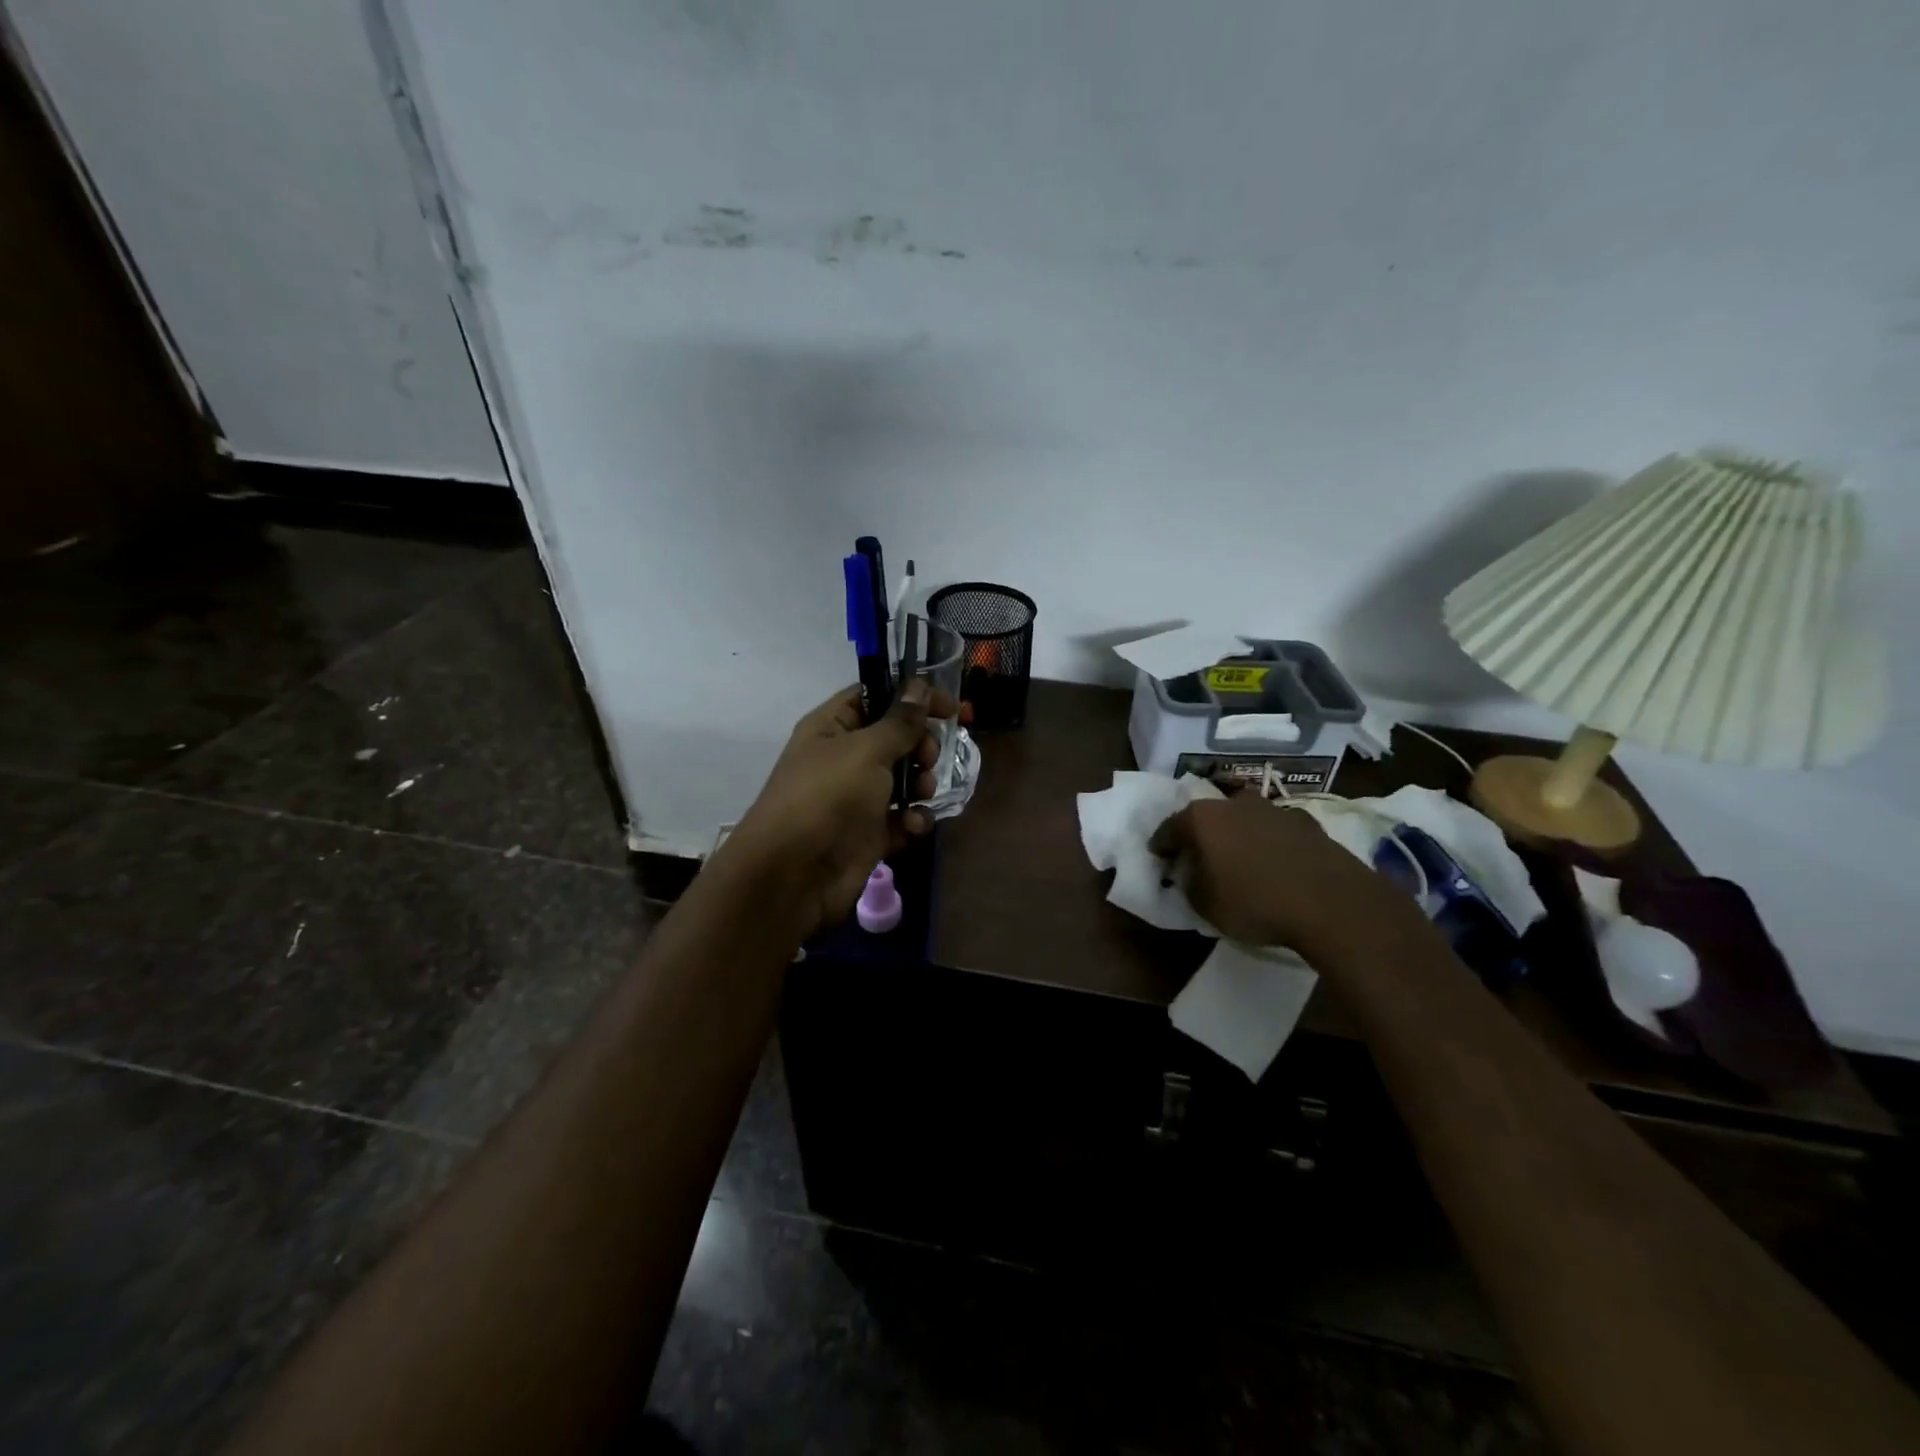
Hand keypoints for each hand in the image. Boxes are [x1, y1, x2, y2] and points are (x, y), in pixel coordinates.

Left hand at [723, 681, 957, 939]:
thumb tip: (919, 686)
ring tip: (921, 794)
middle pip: (895, 738)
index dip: (911, 696)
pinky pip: (902, 818)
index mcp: (832, 727)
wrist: (795, 875)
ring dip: (921, 783)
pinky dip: (913, 820)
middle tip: (928, 756)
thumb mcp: (866, 750)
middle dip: (920, 745)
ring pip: (904, 779)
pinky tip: (912, 826)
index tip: (948, 707)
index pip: (875, 696)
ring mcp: (857, 797)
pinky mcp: (869, 833)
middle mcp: (844, 758)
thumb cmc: (828, 797)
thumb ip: (900, 721)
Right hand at [1148, 792, 1421, 958]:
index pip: (1169, 828)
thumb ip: (1190, 885)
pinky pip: (1276, 831)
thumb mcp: (1205, 906)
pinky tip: (1276, 863)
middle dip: (1201, 834)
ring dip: (1238, 835)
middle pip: (1208, 817)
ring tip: (1240, 860)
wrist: (1331, 902)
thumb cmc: (1255, 902)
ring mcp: (1273, 809)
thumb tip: (1191, 875)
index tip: (1159, 858)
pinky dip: (1270, 843)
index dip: (1162, 845)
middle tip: (1200, 857)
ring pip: (1244, 818)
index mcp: (1201, 819)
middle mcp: (1234, 804)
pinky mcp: (1307, 822)